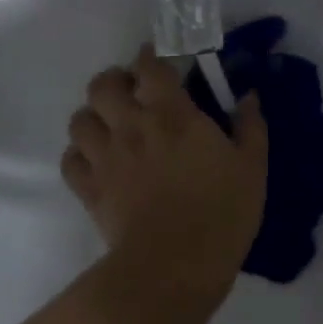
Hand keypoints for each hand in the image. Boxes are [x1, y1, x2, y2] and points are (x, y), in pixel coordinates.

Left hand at [61, 47, 268, 296]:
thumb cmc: (221, 213)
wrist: (174, 267)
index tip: (157, 60)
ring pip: (80, 119)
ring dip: (94, 116)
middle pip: (103, 85)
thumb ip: (250, 126)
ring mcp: (105, 158)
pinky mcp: (89, 190)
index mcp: (171, 113)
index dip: (150, 56)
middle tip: (131, 92)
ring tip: (110, 125)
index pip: (149, 66)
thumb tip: (248, 96)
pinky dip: (79, 156)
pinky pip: (70, 160)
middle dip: (115, 81)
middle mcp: (131, 126)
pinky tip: (96, 162)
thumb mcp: (252, 167)